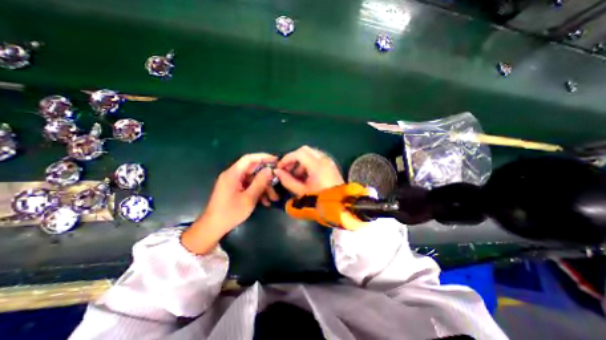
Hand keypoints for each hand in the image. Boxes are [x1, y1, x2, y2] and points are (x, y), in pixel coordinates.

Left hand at [182, 152, 276, 253]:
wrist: (213, 228)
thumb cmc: (230, 213)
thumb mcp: (249, 198)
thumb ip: (260, 182)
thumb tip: (269, 170)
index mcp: (233, 174)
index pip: (249, 158)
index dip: (263, 157)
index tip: (276, 160)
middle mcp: (232, 175)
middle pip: (252, 170)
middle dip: (266, 176)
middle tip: (277, 181)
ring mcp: (233, 183)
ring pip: (252, 180)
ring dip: (263, 187)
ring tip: (273, 198)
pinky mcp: (234, 190)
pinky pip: (249, 186)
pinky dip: (257, 192)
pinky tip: (265, 202)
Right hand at [276, 146, 341, 196]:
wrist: (339, 207)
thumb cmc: (319, 200)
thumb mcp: (301, 191)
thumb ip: (287, 180)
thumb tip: (278, 172)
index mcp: (317, 165)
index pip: (299, 153)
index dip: (287, 158)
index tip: (280, 167)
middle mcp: (324, 160)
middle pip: (305, 150)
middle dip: (294, 158)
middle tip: (287, 169)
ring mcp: (329, 162)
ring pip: (311, 153)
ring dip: (301, 161)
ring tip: (296, 175)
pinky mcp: (331, 166)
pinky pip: (317, 158)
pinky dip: (309, 163)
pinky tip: (305, 175)